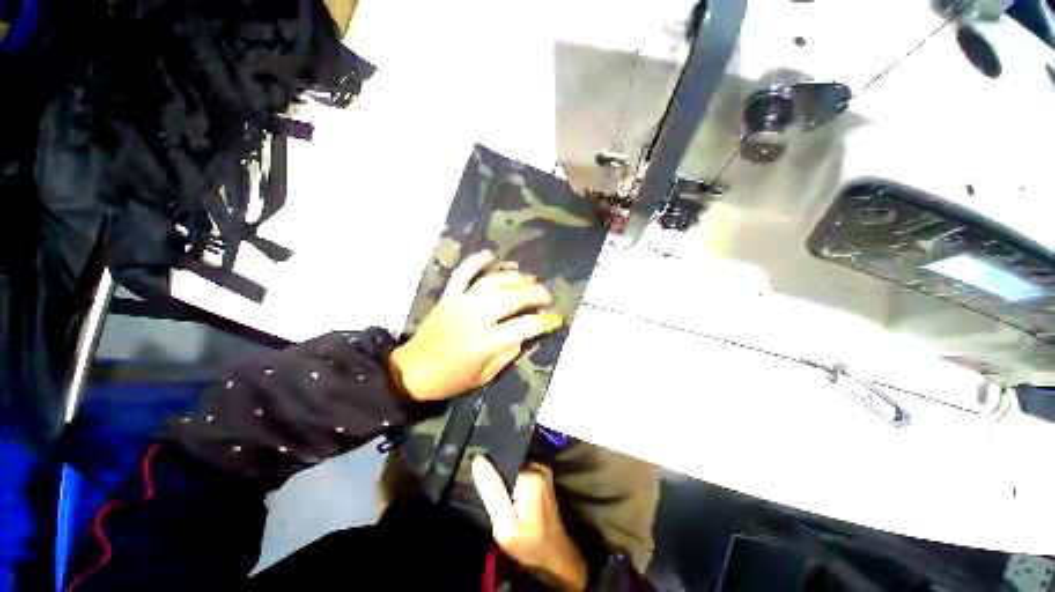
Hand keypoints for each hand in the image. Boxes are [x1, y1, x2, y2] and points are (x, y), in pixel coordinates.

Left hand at [387, 251, 563, 400]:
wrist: (412, 371)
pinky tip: (491, 255)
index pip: (523, 326)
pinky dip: (477, 261)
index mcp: (485, 342)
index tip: (555, 319)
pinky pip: (463, 273)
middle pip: (511, 297)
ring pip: (493, 281)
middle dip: (534, 293)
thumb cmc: (451, 379)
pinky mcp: (448, 295)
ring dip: (514, 277)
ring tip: (530, 279)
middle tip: (546, 295)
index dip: (543, 321)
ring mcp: (460, 302)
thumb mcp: (486, 375)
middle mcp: (475, 317)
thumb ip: (508, 352)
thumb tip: (525, 333)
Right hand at [472, 456, 587, 591]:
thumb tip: (478, 460)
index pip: (502, 460)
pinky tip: (507, 497)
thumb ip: (492, 492)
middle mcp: (538, 467)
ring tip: (495, 496)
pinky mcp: (542, 477)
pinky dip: (511, 481)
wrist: (555, 557)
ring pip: (513, 466)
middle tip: (486, 494)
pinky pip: (519, 471)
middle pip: (507, 462)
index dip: (488, 470)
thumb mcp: (506, 527)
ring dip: (503, 479)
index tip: (478, 483)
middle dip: (495, 475)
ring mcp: (542, 470)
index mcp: (531, 475)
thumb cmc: (530, 546)